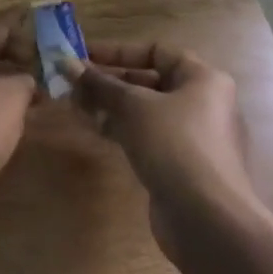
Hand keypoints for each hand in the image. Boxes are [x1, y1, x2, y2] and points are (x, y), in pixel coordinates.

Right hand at [67, 43, 257, 265]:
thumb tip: (64, 62)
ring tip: (76, 106)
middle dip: (108, 81)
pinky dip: (123, 129)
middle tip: (73, 83)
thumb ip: (98, 83)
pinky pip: (148, 136)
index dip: (117, 51)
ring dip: (110, 106)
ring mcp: (195, 137)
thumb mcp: (131, 105)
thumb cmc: (174, 144)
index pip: (155, 51)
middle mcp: (203, 103)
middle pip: (149, 81)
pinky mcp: (183, 166)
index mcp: (202, 79)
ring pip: (145, 111)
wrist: (208, 222)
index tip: (83, 55)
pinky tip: (96, 131)